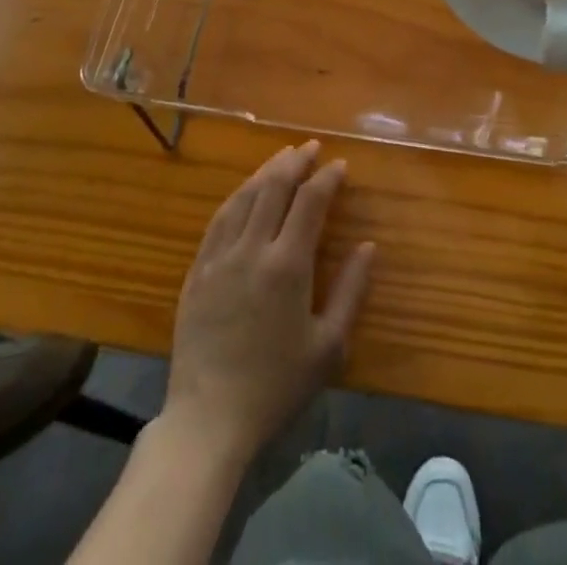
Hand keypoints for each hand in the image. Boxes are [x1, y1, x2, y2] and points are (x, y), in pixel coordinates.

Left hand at [164, 142, 375, 461]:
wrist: (209, 418)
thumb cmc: (276, 386)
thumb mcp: (328, 346)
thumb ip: (351, 291)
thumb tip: (368, 246)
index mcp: (288, 265)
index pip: (310, 202)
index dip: (327, 178)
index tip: (340, 165)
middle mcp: (252, 249)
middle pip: (274, 187)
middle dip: (296, 161)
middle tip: (311, 148)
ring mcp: (220, 256)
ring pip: (244, 196)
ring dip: (266, 170)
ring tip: (283, 157)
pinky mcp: (198, 269)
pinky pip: (219, 218)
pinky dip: (238, 195)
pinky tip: (246, 190)